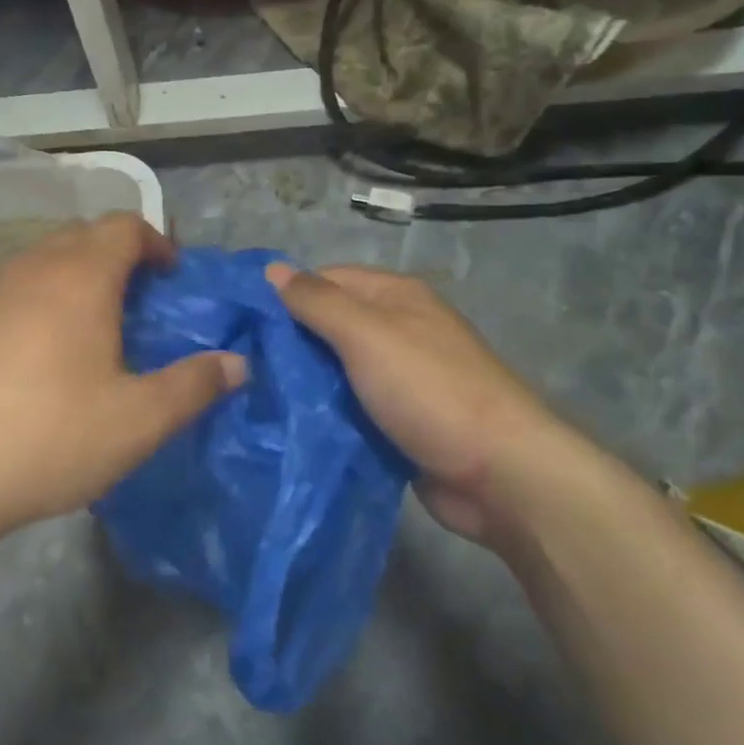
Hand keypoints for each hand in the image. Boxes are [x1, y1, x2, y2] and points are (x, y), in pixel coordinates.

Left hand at [0, 215, 245, 533]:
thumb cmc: (49, 437)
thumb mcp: (138, 421)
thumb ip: (194, 386)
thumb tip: (238, 364)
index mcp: (80, 278)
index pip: (123, 226)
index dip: (155, 241)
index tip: (172, 276)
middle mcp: (32, 269)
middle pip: (82, 236)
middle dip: (117, 256)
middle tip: (138, 302)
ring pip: (42, 261)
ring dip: (74, 277)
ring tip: (91, 328)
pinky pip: (11, 292)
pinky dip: (38, 302)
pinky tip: (37, 358)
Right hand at [267, 263, 578, 543]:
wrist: (502, 474)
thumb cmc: (429, 390)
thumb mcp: (366, 334)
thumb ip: (317, 302)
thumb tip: (271, 270)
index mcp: (395, 297)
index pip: (325, 280)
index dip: (285, 296)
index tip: (241, 324)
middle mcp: (399, 330)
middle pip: (330, 325)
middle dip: (290, 343)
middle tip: (241, 365)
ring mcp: (402, 379)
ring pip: (338, 371)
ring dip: (305, 383)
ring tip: (255, 397)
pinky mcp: (401, 422)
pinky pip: (352, 408)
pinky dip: (326, 415)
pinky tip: (291, 426)